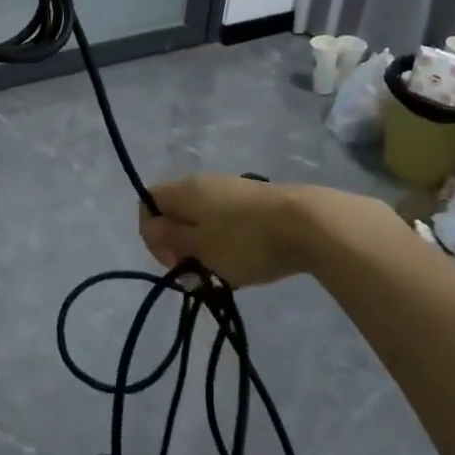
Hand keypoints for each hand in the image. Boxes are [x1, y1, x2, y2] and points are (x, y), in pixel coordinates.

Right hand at [138, 175, 311, 286]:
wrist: (307, 223)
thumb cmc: (245, 240)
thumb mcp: (202, 247)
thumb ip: (172, 237)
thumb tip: (153, 225)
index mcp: (185, 190)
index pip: (148, 201)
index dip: (150, 232)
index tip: (172, 260)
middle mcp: (204, 183)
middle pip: (176, 210)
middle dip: (179, 243)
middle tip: (196, 271)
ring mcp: (231, 190)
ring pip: (202, 217)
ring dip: (203, 245)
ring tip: (222, 271)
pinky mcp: (255, 201)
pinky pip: (226, 220)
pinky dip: (226, 241)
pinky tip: (245, 261)